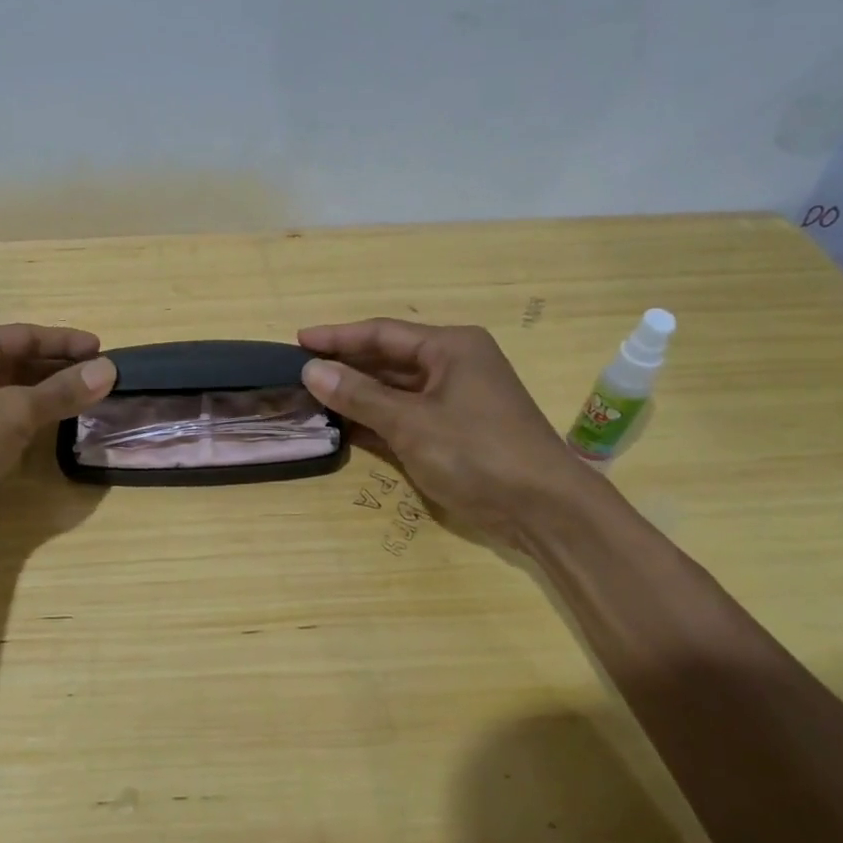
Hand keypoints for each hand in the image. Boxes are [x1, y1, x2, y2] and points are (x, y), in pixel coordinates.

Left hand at [0, 323, 115, 544]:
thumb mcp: (15, 411)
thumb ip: (62, 392)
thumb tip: (109, 370)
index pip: (28, 336)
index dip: (67, 343)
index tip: (104, 351)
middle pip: (19, 362)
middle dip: (59, 371)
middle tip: (100, 380)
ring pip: (9, 391)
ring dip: (44, 397)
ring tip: (85, 403)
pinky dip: (26, 420)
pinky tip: (50, 429)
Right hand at [299, 319, 584, 544]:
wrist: (544, 509)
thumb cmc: (477, 452)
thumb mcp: (411, 423)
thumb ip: (359, 396)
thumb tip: (311, 370)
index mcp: (451, 347)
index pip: (382, 333)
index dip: (337, 337)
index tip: (298, 340)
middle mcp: (454, 364)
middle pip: (389, 359)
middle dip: (346, 365)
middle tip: (300, 370)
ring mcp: (457, 399)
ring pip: (397, 389)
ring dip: (359, 394)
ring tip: (313, 396)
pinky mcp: (456, 430)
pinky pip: (407, 414)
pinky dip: (378, 418)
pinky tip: (345, 424)